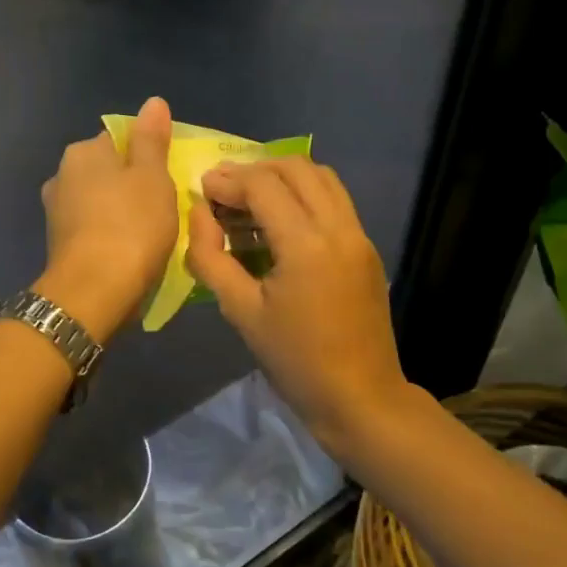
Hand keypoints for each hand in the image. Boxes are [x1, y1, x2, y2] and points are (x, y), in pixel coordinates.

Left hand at [34, 97, 177, 341]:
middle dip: (132, 184)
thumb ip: (151, 139)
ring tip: (150, 232)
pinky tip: (128, 251)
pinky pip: (93, 228)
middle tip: (164, 206)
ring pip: (100, 201)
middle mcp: (62, 175)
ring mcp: (56, 212)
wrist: (94, 291)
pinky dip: (110, 234)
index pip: (120, 139)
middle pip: (108, 171)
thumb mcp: (152, 176)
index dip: (148, 155)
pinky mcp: (59, 244)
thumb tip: (153, 102)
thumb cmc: (131, 225)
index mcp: (83, 152)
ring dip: (120, 211)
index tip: (168, 177)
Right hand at [186, 158, 410, 453]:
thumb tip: (199, 214)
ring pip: (322, 178)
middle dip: (255, 169)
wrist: (360, 397)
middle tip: (225, 189)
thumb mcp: (241, 312)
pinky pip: (335, 201)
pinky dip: (305, 194)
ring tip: (251, 197)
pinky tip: (281, 220)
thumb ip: (211, 258)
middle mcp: (338, 228)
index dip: (229, 180)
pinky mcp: (367, 248)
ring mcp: (359, 235)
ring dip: (284, 176)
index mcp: (306, 244)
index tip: (203, 187)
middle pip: (296, 168)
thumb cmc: (295, 360)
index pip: (263, 185)